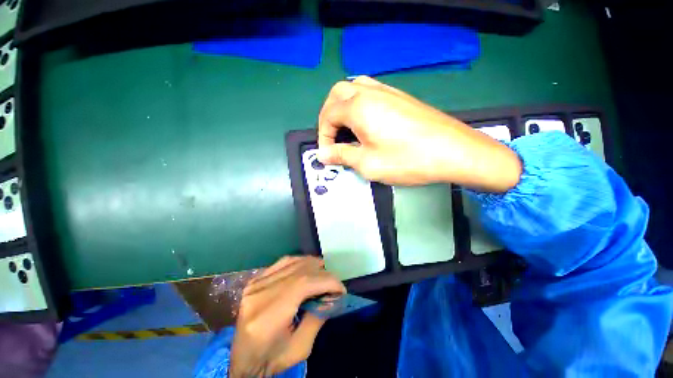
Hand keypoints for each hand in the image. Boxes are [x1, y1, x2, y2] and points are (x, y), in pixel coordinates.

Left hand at [229, 256, 345, 376]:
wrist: (242, 361)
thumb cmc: (272, 359)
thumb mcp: (301, 348)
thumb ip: (318, 317)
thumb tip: (332, 295)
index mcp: (267, 316)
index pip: (303, 284)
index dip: (327, 281)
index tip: (341, 289)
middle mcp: (259, 294)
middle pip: (300, 271)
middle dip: (323, 274)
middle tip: (334, 284)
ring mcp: (255, 284)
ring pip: (292, 262)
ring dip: (313, 265)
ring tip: (325, 274)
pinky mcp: (255, 280)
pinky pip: (283, 262)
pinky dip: (300, 262)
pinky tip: (309, 267)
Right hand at [317, 76, 521, 191]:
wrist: (453, 152)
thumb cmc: (407, 160)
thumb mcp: (368, 163)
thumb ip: (342, 156)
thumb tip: (323, 154)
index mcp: (359, 107)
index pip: (328, 115)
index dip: (323, 135)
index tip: (328, 153)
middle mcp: (370, 93)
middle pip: (337, 94)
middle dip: (329, 116)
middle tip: (333, 137)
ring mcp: (388, 92)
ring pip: (354, 88)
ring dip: (343, 107)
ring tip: (347, 129)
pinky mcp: (401, 97)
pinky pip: (371, 92)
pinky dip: (360, 105)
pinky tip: (367, 123)